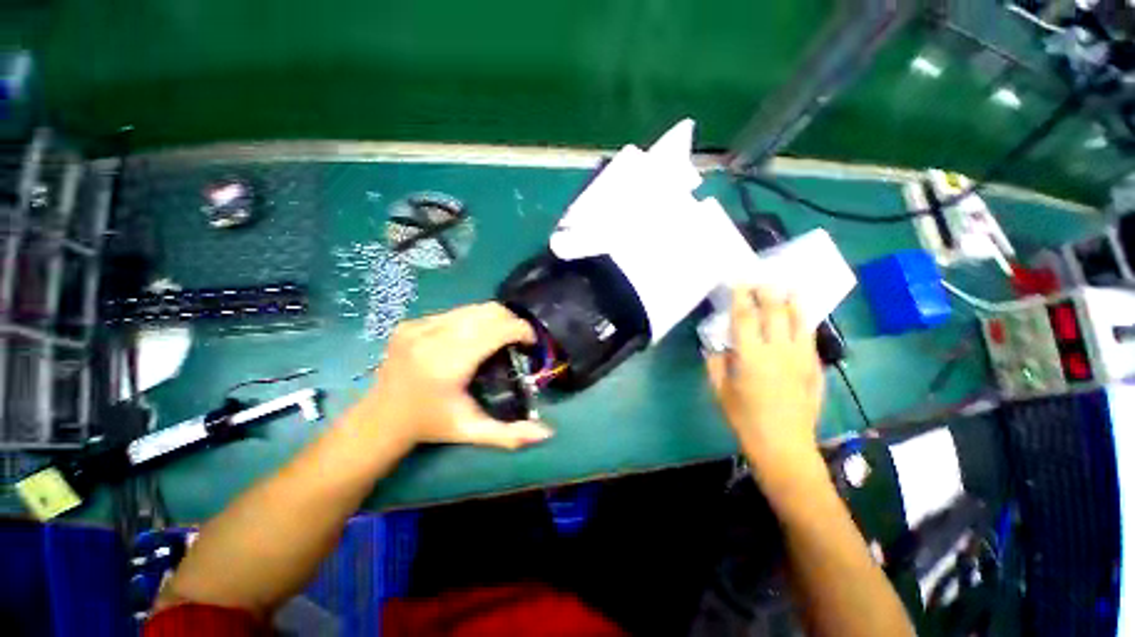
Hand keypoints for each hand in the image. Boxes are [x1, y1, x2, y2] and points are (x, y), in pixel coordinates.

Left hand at [363, 303, 553, 449]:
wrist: (379, 419)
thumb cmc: (430, 425)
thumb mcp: (471, 431)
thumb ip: (510, 434)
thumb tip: (547, 432)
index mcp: (449, 363)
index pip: (496, 330)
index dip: (521, 330)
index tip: (531, 342)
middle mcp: (432, 337)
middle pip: (487, 312)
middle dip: (511, 321)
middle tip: (518, 340)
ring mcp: (418, 326)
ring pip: (472, 308)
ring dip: (493, 319)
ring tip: (499, 337)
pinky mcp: (411, 322)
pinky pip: (455, 312)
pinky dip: (472, 320)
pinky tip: (472, 337)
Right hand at [705, 287, 823, 481]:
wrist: (784, 445)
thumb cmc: (745, 419)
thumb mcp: (720, 391)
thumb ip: (716, 364)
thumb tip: (717, 346)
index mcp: (751, 356)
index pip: (745, 318)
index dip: (741, 297)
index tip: (739, 282)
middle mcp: (778, 351)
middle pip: (775, 312)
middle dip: (768, 292)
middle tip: (762, 279)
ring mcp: (801, 358)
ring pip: (799, 321)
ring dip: (793, 301)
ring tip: (789, 288)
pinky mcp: (815, 368)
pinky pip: (810, 337)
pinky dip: (804, 322)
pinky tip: (802, 317)